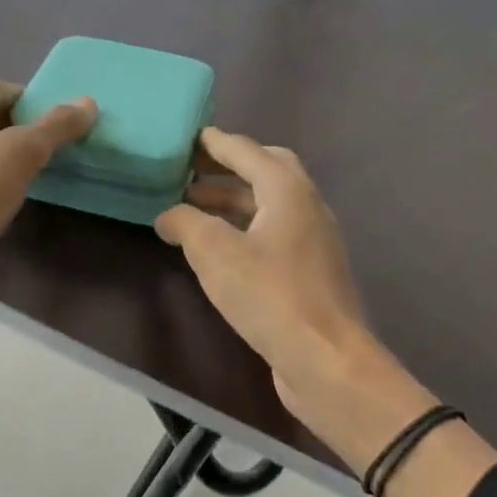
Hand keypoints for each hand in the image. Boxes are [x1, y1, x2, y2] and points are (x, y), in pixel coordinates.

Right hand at [156, 128, 433, 463]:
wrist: (327, 360)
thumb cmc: (271, 296)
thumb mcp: (216, 254)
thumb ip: (187, 224)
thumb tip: (168, 214)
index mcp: (288, 190)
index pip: (248, 151)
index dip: (216, 143)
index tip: (190, 137)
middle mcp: (307, 207)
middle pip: (268, 171)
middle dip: (229, 168)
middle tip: (192, 171)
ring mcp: (314, 241)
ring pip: (271, 205)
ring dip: (234, 201)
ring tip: (194, 208)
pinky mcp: (312, 272)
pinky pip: (275, 234)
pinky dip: (246, 228)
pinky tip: (221, 249)